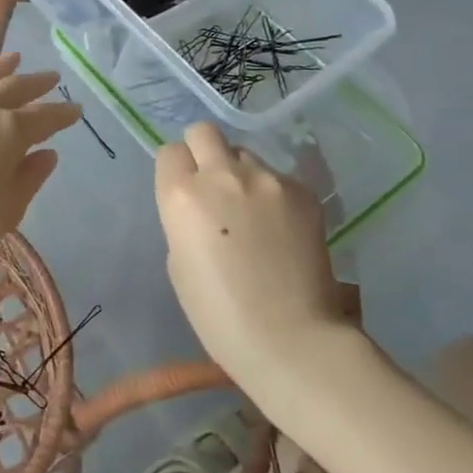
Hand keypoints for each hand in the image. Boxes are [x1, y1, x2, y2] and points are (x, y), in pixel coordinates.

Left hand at [0, 53, 82, 268]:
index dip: (62, 114)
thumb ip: (29, 179)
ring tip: (16, 58)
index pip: (45, 118)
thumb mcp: (5, 211)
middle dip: (37, 83)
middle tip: (52, 77)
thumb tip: (47, 154)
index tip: (76, 109)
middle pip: (16, 88)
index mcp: (9, 131)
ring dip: (3, 66)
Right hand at [156, 123, 351, 384]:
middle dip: (204, 151)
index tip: (185, 193)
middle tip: (214, 186)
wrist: (291, 340)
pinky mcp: (303, 192)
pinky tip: (281, 229)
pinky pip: (278, 178)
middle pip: (204, 132)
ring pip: (245, 154)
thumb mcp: (178, 262)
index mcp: (181, 195)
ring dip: (241, 174)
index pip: (170, 152)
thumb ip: (183, 219)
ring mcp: (267, 179)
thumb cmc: (219, 314)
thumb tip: (201, 205)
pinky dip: (273, 195)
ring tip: (253, 212)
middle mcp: (221, 175)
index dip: (176, 171)